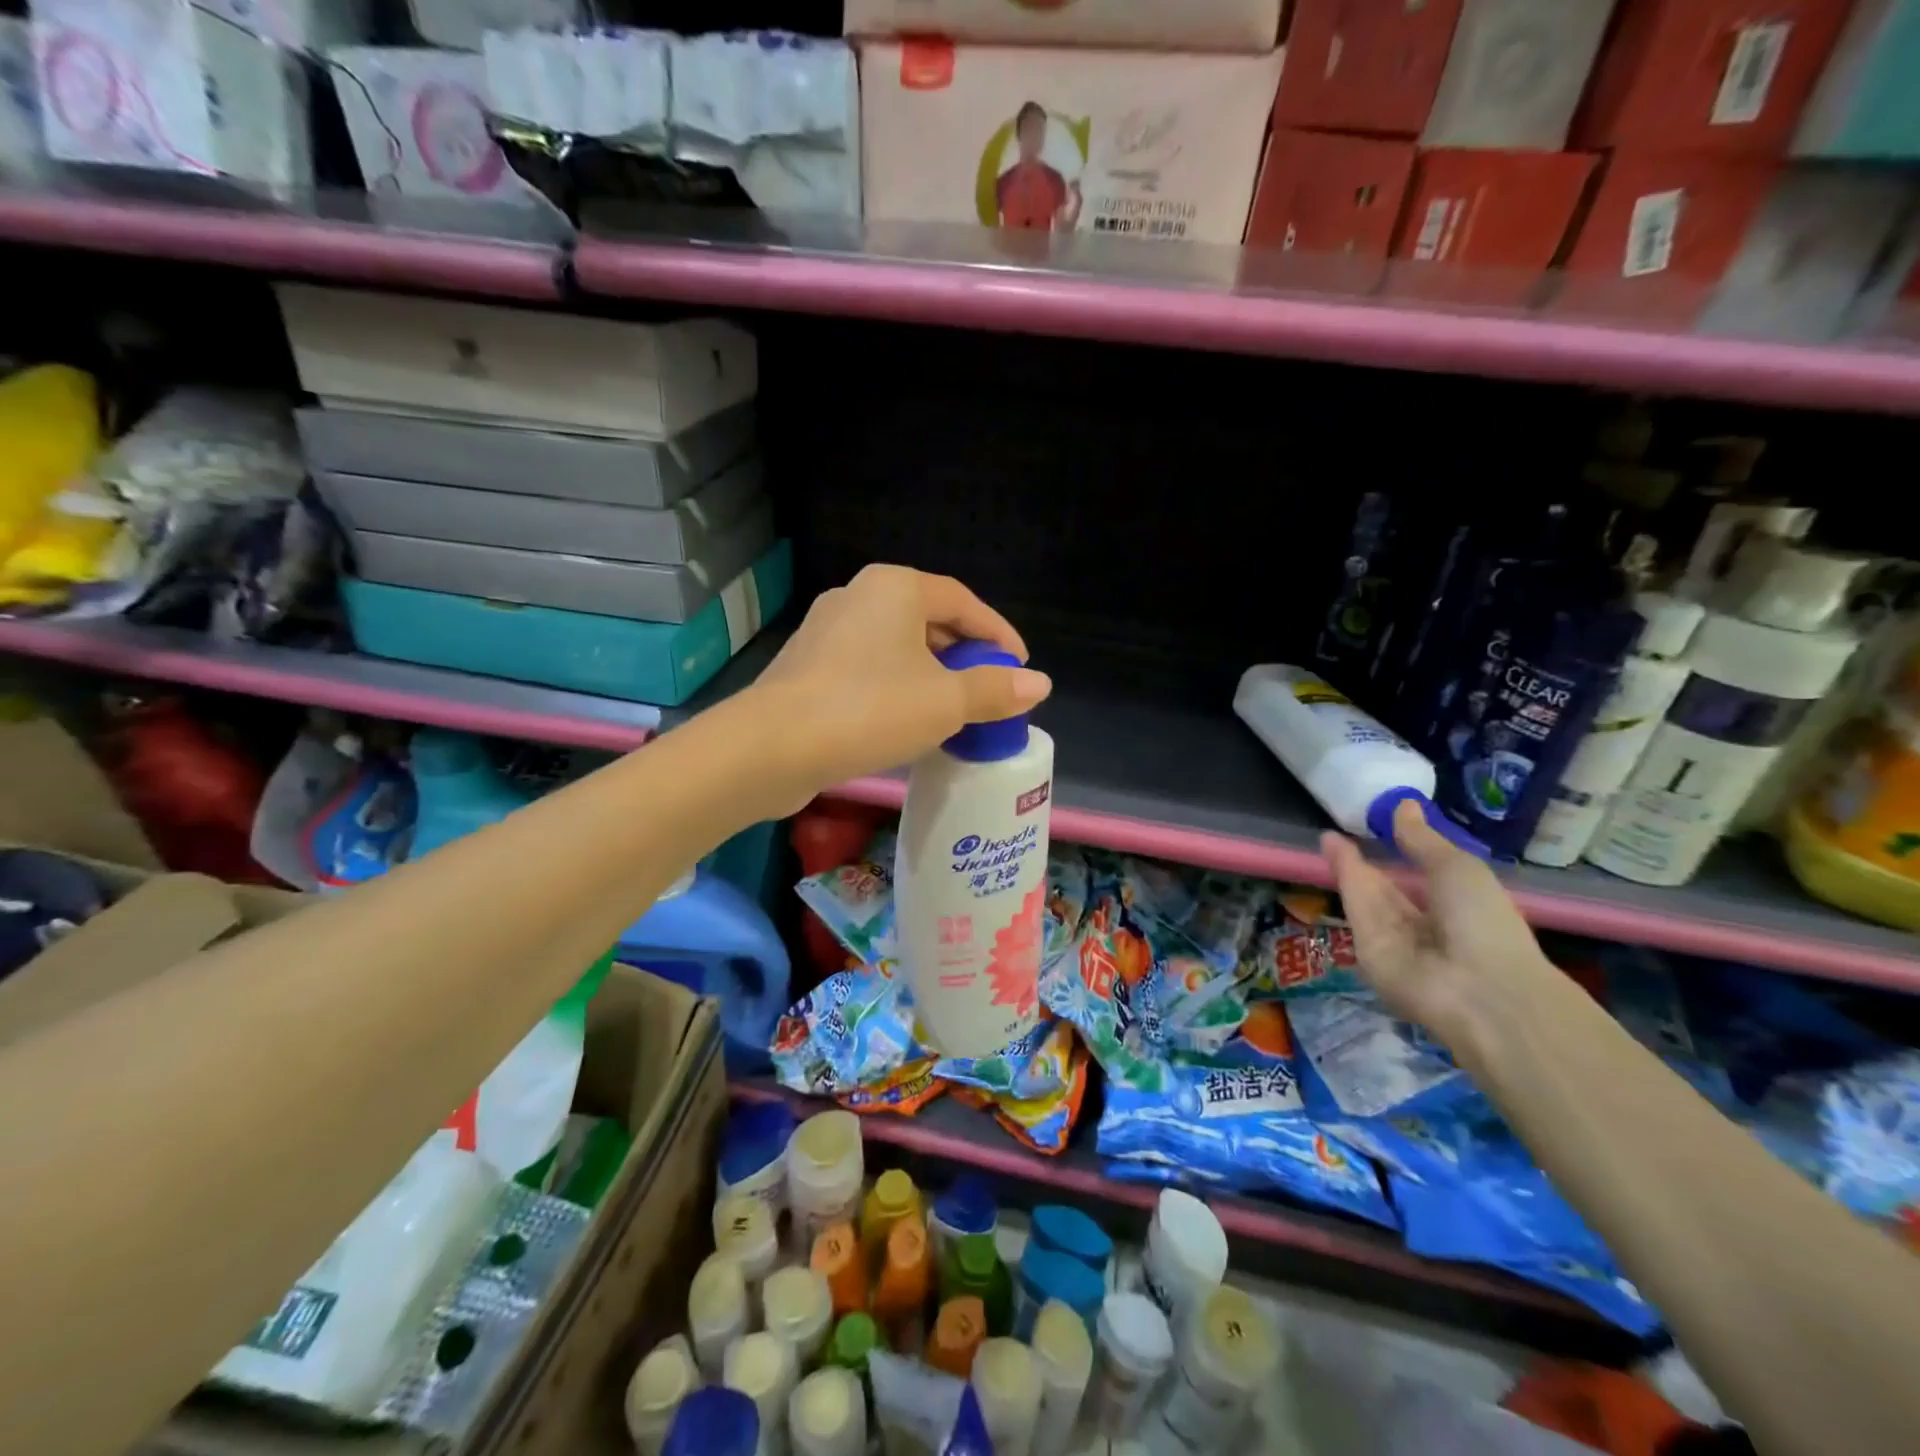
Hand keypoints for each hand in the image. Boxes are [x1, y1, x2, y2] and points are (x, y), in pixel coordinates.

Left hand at [749, 565, 1051, 806]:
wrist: (773, 746)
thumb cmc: (870, 709)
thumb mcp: (945, 702)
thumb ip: (994, 690)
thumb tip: (1039, 684)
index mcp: (895, 588)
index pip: (962, 601)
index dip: (997, 633)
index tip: (1019, 666)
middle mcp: (858, 597)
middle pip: (927, 621)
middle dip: (962, 655)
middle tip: (988, 689)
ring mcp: (825, 631)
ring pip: (895, 648)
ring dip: (929, 675)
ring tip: (953, 710)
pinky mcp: (806, 666)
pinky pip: (867, 669)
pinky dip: (895, 688)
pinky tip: (905, 722)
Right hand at [1321, 799, 1555, 1047]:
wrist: (1478, 989)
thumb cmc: (1484, 922)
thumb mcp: (1458, 868)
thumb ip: (1421, 840)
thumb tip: (1404, 805)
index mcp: (1460, 908)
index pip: (1425, 877)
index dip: (1404, 851)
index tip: (1381, 823)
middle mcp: (1426, 925)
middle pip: (1390, 889)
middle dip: (1370, 861)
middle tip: (1346, 830)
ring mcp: (1395, 939)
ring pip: (1368, 895)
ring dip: (1349, 865)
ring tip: (1329, 837)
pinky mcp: (1367, 948)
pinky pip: (1356, 907)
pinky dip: (1344, 876)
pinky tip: (1332, 848)